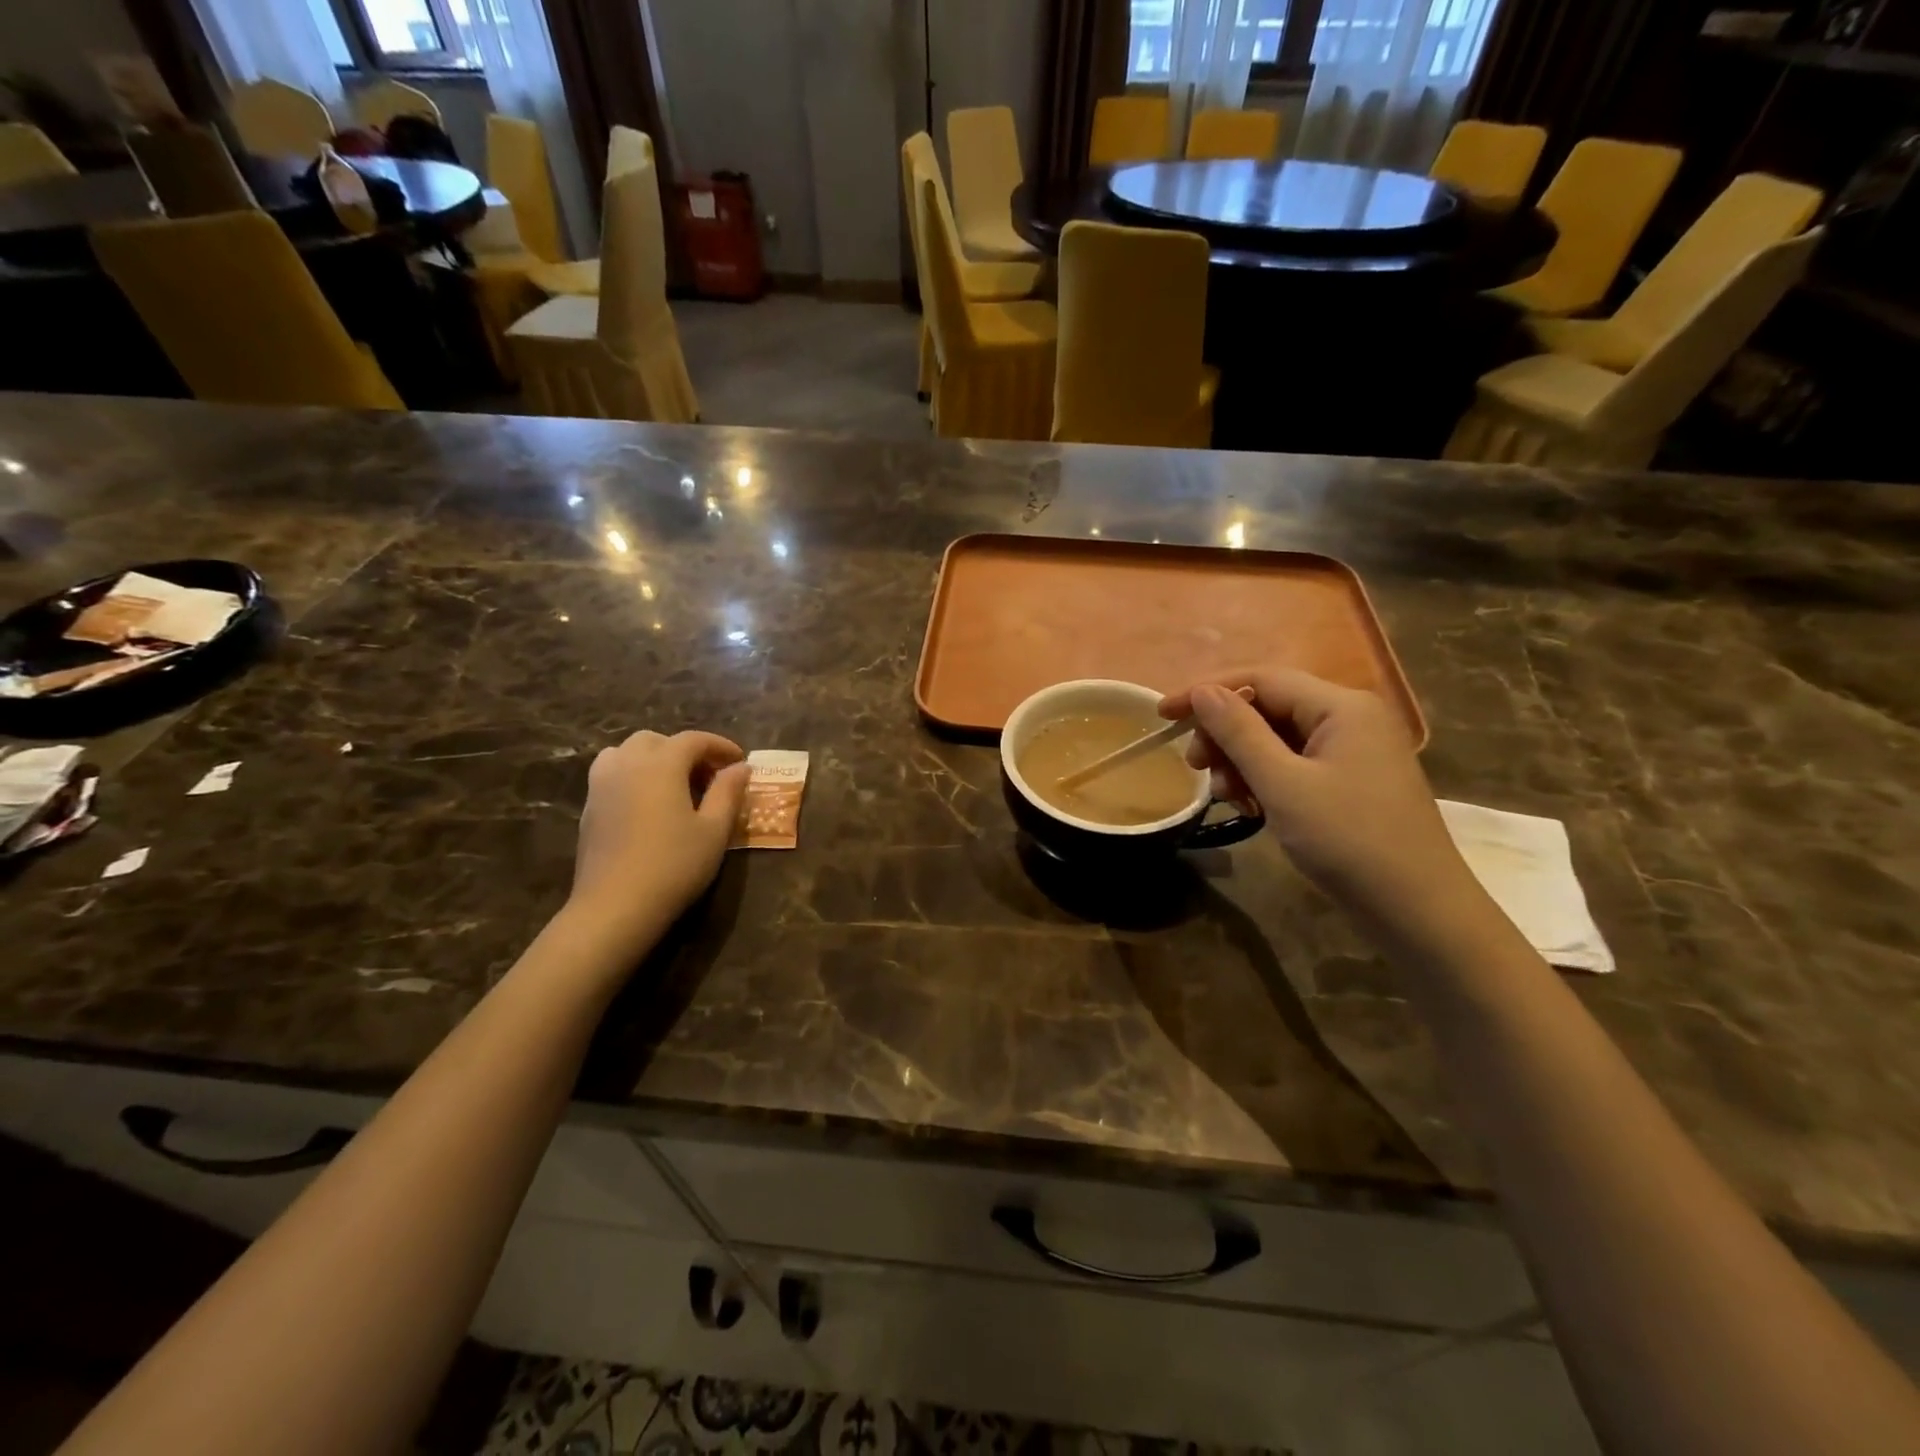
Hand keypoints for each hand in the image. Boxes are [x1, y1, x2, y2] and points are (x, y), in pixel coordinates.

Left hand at [569, 730, 749, 946]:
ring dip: (653, 758)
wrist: (615, 906)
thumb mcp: (715, 830)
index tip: (740, 761)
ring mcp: (601, 785)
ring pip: (627, 752)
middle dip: (685, 750)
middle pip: (656, 740)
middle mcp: (627, 764)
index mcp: (661, 765)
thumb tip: (741, 767)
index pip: (693, 740)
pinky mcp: (589, 808)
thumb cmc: (674, 865)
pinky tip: (649, 804)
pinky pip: (612, 774)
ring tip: (674, 784)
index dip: (720, 746)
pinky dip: (633, 775)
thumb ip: (728, 792)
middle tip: (709, 776)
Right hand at [1161, 670, 1484, 937]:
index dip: (1207, 692)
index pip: (1261, 679)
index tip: (1163, 715)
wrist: (1418, 911)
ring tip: (1227, 795)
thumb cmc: (1348, 841)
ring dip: (1242, 760)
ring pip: (1278, 738)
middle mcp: (1350, 717)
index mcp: (1341, 706)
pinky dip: (1265, 778)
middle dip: (1225, 734)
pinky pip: (1294, 763)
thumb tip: (1203, 691)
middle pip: (1269, 707)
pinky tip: (1253, 805)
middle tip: (1197, 769)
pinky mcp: (1351, 780)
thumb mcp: (1283, 784)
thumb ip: (1239, 732)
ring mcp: (1354, 750)